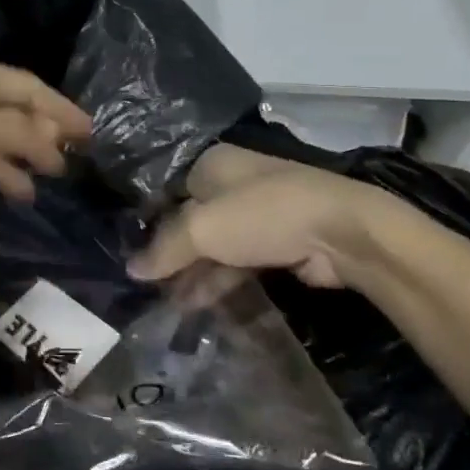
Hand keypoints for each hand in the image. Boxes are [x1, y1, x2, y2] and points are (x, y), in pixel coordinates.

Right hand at [129, 145, 405, 287]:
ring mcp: (256, 215)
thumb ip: (164, 249)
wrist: (343, 233)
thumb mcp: (201, 229)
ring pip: (212, 245)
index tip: (125, 249)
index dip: (145, 218)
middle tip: (143, 283)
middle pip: (187, 219)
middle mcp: (231, 183)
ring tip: (164, 304)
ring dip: (191, 273)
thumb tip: (131, 270)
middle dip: (168, 252)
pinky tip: (195, 305)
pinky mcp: (277, 243)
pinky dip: (216, 282)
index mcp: (210, 164)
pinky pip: (236, 263)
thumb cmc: (261, 214)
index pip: (165, 189)